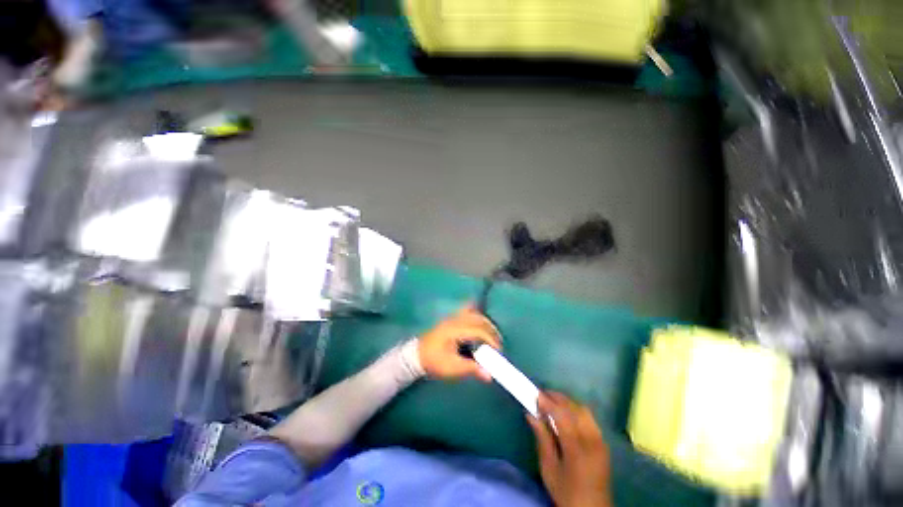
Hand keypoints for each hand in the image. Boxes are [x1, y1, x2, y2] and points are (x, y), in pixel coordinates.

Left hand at [418, 305, 500, 381]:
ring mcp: (452, 317)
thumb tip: (489, 375)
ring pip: (474, 313)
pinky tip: (479, 321)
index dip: (491, 340)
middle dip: (491, 330)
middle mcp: (455, 320)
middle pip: (479, 319)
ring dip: (485, 323)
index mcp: (456, 330)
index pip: (479, 330)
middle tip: (497, 345)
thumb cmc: (434, 361)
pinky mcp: (451, 319)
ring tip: (491, 336)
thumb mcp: (452, 367)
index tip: (498, 351)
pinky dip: (476, 314)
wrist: (416, 355)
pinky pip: (466, 310)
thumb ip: (471, 369)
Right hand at [527, 392, 611, 506]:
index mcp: (577, 450)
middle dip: (557, 398)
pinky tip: (567, 414)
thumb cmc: (566, 492)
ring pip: (583, 410)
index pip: (562, 416)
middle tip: (542, 395)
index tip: (535, 394)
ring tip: (552, 403)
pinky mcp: (603, 443)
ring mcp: (600, 441)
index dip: (548, 402)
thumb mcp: (549, 468)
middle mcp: (591, 441)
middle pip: (574, 409)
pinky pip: (589, 418)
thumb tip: (531, 414)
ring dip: (567, 403)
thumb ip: (542, 438)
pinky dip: (576, 410)